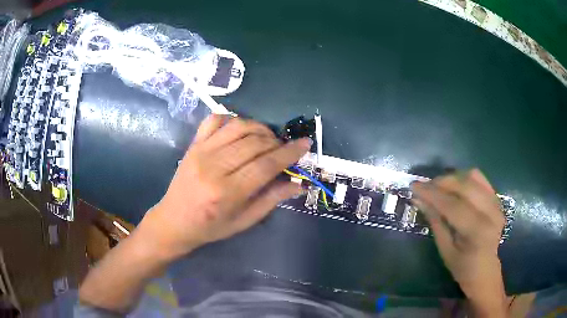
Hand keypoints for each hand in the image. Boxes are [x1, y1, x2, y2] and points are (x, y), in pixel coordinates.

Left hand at [139, 115, 310, 260]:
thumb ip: (272, 199)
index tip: (305, 143)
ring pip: (238, 126)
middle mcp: (214, 167)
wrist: (174, 221)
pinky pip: (214, 120)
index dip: (289, 152)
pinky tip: (241, 129)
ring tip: (267, 139)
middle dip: (277, 141)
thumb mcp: (244, 221)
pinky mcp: (193, 144)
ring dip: (259, 128)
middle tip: (284, 149)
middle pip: (254, 143)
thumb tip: (299, 183)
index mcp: (228, 192)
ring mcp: (201, 151)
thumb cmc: (211, 227)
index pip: (266, 165)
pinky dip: (233, 118)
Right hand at [411, 169, 506, 316]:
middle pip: (464, 185)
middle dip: (441, 182)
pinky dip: (464, 178)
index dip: (432, 193)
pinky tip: (455, 187)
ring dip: (453, 178)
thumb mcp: (445, 250)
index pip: (453, 205)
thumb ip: (435, 222)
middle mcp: (490, 212)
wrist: (485, 269)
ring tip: (439, 186)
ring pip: (473, 177)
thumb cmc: (462, 266)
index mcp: (477, 231)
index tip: (414, 186)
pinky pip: (480, 179)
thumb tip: (419, 199)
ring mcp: (496, 203)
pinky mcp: (497, 199)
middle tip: (425, 186)